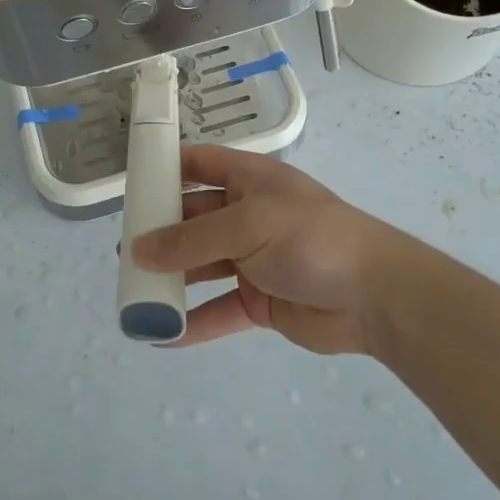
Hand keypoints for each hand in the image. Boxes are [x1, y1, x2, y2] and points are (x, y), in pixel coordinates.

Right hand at [131, 144, 396, 354]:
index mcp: (250, 181)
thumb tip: (138, 250)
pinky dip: (193, 322)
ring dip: (171, 279)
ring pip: (201, 267)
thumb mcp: (248, 226)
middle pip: (193, 219)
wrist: (377, 296)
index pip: (200, 164)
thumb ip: (191, 239)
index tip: (130, 184)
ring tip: (133, 293)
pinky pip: (218, 310)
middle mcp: (248, 216)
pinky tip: (162, 335)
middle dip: (160, 233)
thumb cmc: (312, 239)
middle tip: (123, 252)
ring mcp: (254, 260)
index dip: (166, 168)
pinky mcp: (260, 301)